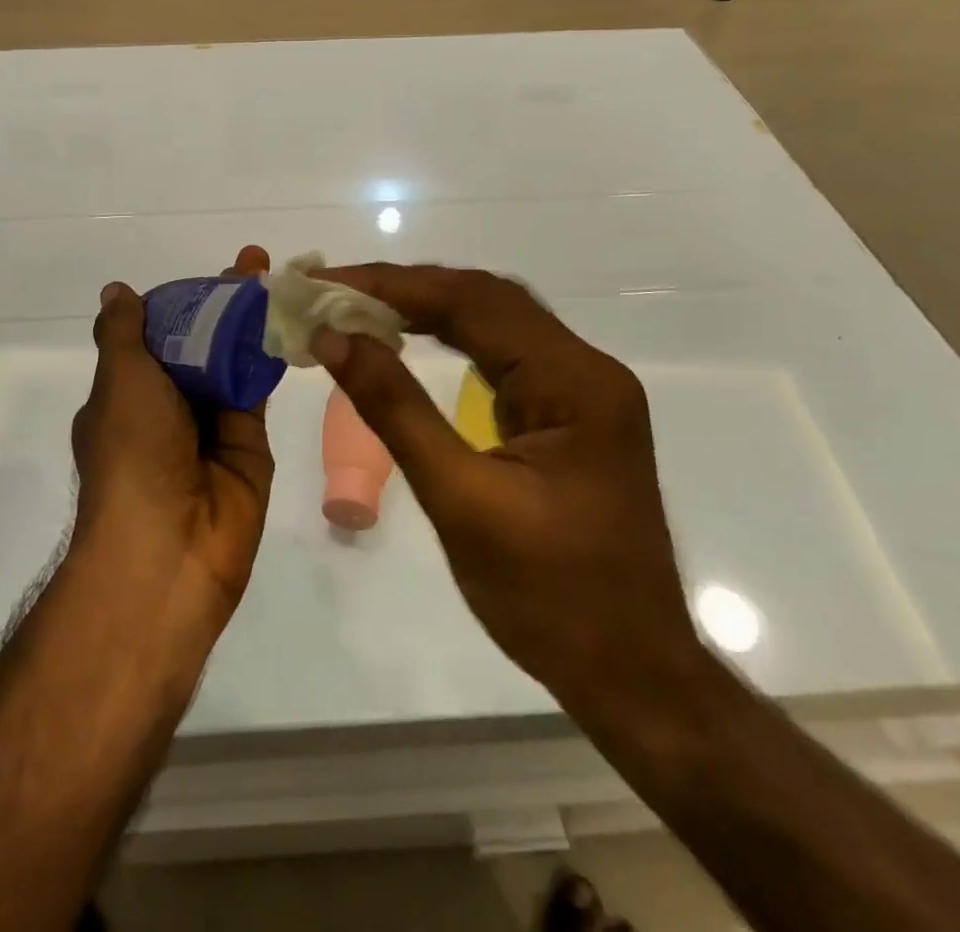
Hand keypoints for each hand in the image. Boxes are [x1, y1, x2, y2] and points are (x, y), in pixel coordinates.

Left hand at [69, 246, 275, 633]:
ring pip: (231, 361)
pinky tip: (288, 314)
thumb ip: (124, 334)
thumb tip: (115, 291)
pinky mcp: (249, 442)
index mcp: (126, 395)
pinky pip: (257, 388)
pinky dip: (269, 353)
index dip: (181, 301)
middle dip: (223, 303)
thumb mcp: (118, 381)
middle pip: (198, 344)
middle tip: (255, 262)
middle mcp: (167, 408)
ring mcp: (209, 426)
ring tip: (277, 275)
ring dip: (249, 321)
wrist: (169, 548)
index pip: (155, 335)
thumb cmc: (132, 453)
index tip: (208, 274)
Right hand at [308, 264, 701, 714]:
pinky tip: (408, 338)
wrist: (632, 675)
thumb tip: (335, 337)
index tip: (327, 284)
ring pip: (494, 320)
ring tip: (357, 305)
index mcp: (575, 382)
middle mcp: (586, 368)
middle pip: (486, 299)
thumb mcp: (460, 501)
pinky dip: (448, 336)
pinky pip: (501, 353)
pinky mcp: (567, 412)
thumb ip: (395, 409)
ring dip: (425, 306)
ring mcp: (581, 389)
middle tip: (333, 290)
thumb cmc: (549, 597)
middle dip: (405, 288)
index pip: (473, 302)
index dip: (393, 286)